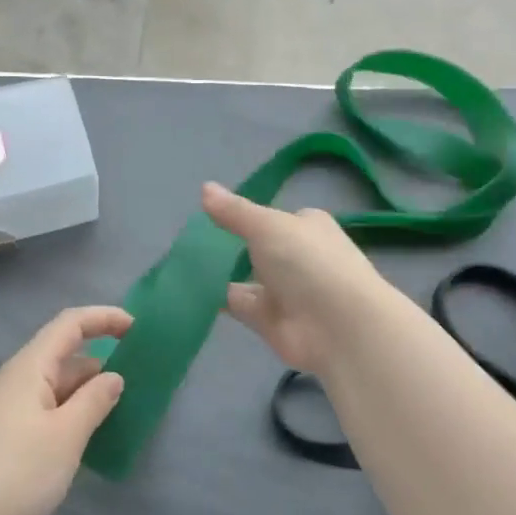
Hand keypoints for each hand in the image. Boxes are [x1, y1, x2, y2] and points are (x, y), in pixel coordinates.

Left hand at [0, 306, 131, 514]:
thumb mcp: (67, 434)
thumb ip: (95, 400)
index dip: (104, 318)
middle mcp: (16, 379)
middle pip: (64, 355)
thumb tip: (113, 377)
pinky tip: (88, 438)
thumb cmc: (18, 470)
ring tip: (121, 413)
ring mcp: (8, 407)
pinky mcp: (6, 433)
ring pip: (57, 386)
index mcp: (30, 366)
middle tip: (139, 384)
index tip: (138, 329)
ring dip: (88, 393)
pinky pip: (47, 409)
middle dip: (102, 363)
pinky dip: (72, 414)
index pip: (70, 324)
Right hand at [203, 181, 389, 374]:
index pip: (277, 218)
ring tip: (177, 262)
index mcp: (308, 228)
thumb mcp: (267, 226)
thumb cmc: (308, 263)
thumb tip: (205, 187)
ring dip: (218, 273)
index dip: (249, 217)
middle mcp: (298, 258)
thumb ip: (234, 211)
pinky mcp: (269, 320)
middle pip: (259, 249)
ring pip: (245, 278)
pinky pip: (237, 304)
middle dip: (230, 246)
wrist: (338, 327)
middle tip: (188, 238)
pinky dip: (214, 299)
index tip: (214, 213)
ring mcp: (284, 291)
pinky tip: (184, 290)